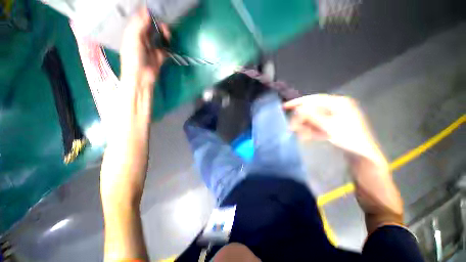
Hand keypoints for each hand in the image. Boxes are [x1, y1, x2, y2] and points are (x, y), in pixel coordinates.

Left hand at [120, 8, 169, 87]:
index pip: (140, 18)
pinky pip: (165, 46)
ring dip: (164, 33)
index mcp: (134, 32)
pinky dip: (168, 44)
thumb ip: (139, 26)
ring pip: (160, 35)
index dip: (147, 13)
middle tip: (163, 24)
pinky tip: (169, 42)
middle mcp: (143, 37)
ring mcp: (152, 46)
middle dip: (158, 23)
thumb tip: (146, 12)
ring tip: (167, 33)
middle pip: (151, 26)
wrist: (141, 77)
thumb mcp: (133, 40)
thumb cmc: (133, 59)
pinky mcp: (160, 54)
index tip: (155, 9)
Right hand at [284, 94, 385, 164]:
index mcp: (338, 103)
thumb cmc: (349, 139)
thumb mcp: (329, 127)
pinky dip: (310, 131)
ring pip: (312, 119)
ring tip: (300, 134)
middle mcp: (336, 108)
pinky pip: (316, 126)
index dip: (298, 103)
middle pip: (312, 110)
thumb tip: (297, 109)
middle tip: (292, 127)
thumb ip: (312, 117)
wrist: (362, 156)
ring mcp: (333, 117)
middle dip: (301, 119)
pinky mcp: (331, 126)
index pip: (314, 99)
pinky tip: (305, 136)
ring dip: (304, 126)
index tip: (284, 106)